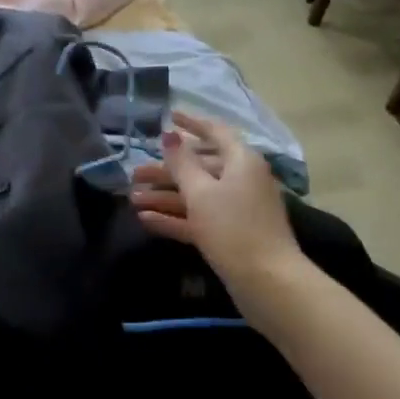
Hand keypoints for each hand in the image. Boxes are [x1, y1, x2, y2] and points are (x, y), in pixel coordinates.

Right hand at [130, 112, 302, 295]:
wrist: (267, 281)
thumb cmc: (233, 228)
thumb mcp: (201, 193)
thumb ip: (182, 163)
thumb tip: (169, 135)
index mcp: (242, 161)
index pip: (216, 132)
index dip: (192, 123)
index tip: (169, 117)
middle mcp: (242, 180)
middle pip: (200, 167)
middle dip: (167, 170)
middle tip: (135, 174)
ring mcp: (237, 209)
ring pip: (197, 196)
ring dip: (165, 196)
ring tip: (132, 199)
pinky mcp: (230, 235)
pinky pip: (199, 219)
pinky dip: (175, 218)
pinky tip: (146, 220)